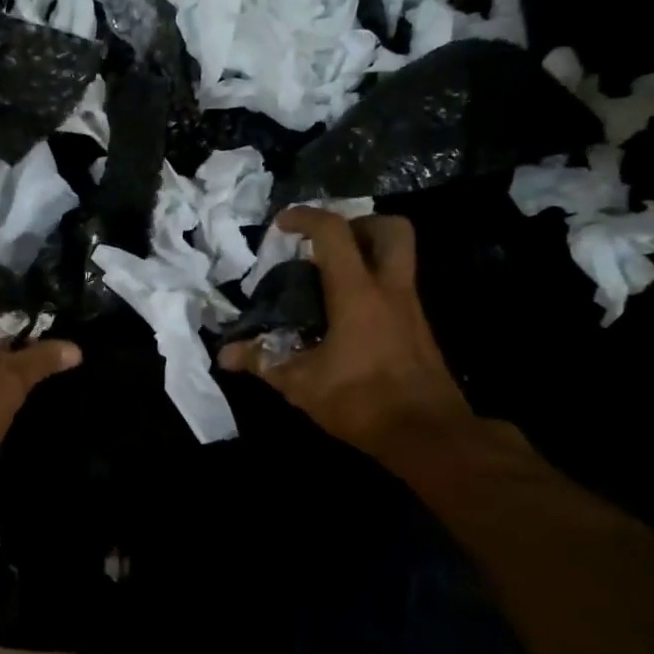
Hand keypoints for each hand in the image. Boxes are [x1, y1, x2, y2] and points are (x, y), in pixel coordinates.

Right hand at [220, 211, 473, 467]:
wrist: (429, 436)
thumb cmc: (362, 402)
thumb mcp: (302, 385)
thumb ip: (263, 361)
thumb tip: (225, 354)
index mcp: (358, 294)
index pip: (334, 233)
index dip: (306, 217)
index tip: (282, 224)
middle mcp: (390, 290)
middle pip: (391, 229)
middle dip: (358, 223)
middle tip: (327, 244)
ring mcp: (411, 308)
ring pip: (400, 257)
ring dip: (368, 253)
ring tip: (331, 277)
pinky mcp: (419, 329)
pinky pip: (398, 287)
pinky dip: (373, 285)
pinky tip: (346, 315)